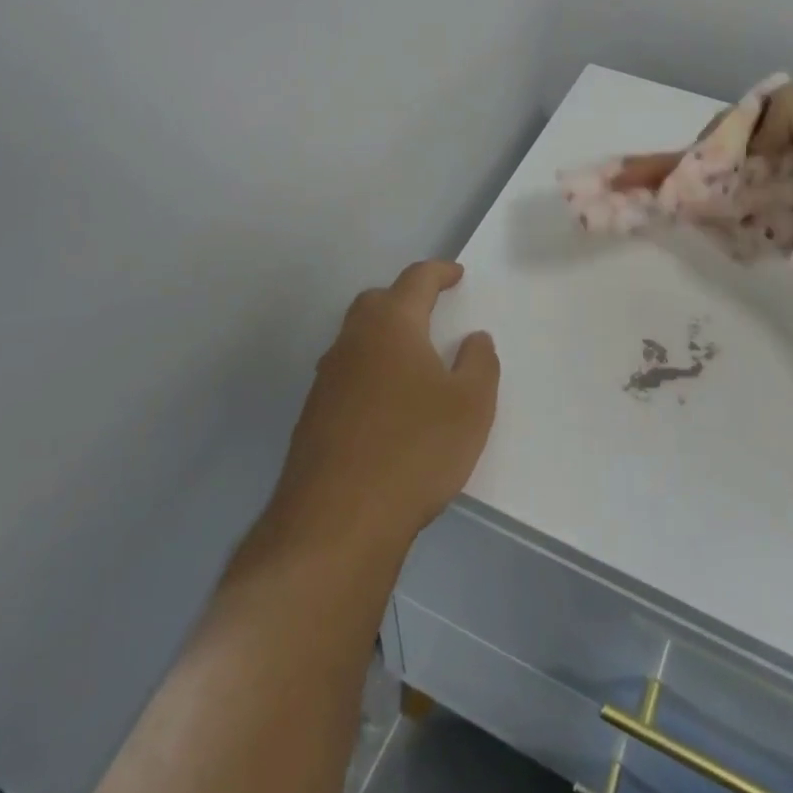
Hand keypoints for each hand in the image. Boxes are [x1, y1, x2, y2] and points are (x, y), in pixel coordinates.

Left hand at [271, 261, 498, 552]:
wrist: (337, 520)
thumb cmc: (415, 450)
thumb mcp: (471, 406)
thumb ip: (480, 363)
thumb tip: (474, 338)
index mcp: (391, 325)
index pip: (415, 280)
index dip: (439, 272)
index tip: (456, 274)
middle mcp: (352, 341)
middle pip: (377, 302)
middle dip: (405, 299)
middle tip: (431, 312)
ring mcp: (327, 378)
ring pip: (357, 338)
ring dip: (384, 337)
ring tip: (412, 360)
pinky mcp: (313, 414)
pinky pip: (346, 374)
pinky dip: (369, 372)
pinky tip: (387, 404)